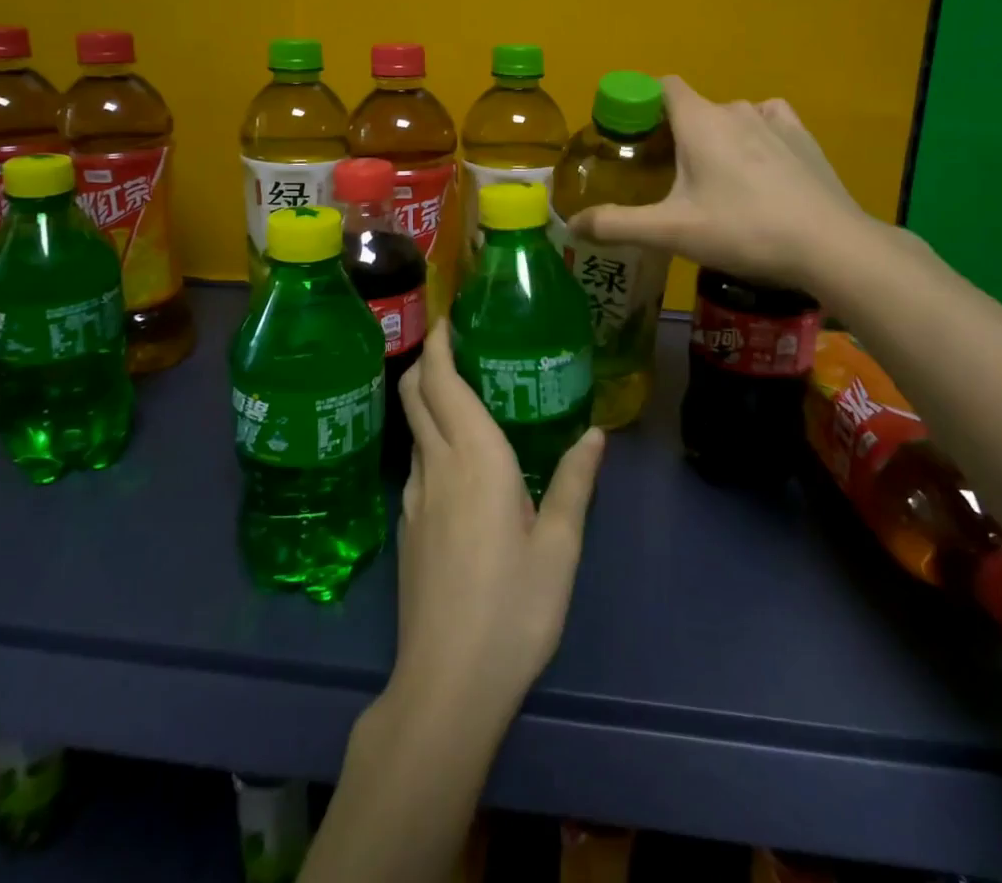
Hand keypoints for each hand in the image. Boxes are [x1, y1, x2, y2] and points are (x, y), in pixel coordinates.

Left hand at [393, 322, 603, 720]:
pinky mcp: (407, 528)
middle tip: (455, 343)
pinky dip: (431, 440)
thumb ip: (575, 482)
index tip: (446, 316)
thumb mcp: (560, 546)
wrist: (446, 684)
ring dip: (428, 400)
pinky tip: (460, 462)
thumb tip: (595, 433)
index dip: (437, 343)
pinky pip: (418, 464)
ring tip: (466, 395)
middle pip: (414, 395)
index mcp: (475, 458)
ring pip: (414, 429)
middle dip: (426, 361)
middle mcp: (437, 466)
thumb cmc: (514, 608)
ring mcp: (414, 498)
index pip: (441, 382)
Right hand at [569, 76, 874, 292]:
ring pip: (732, 117)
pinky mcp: (804, 139)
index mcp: (699, 121)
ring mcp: (775, 121)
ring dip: (716, 137)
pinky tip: (757, 167)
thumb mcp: (672, 232)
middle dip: (676, 132)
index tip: (631, 134)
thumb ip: (618, 225)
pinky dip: (755, 136)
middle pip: (694, 108)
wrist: (830, 245)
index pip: (663, 86)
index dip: (643, 102)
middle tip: (665, 175)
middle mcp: (735, 109)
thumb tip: (572, 224)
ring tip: (712, 178)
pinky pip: (769, 122)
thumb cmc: (743, 230)